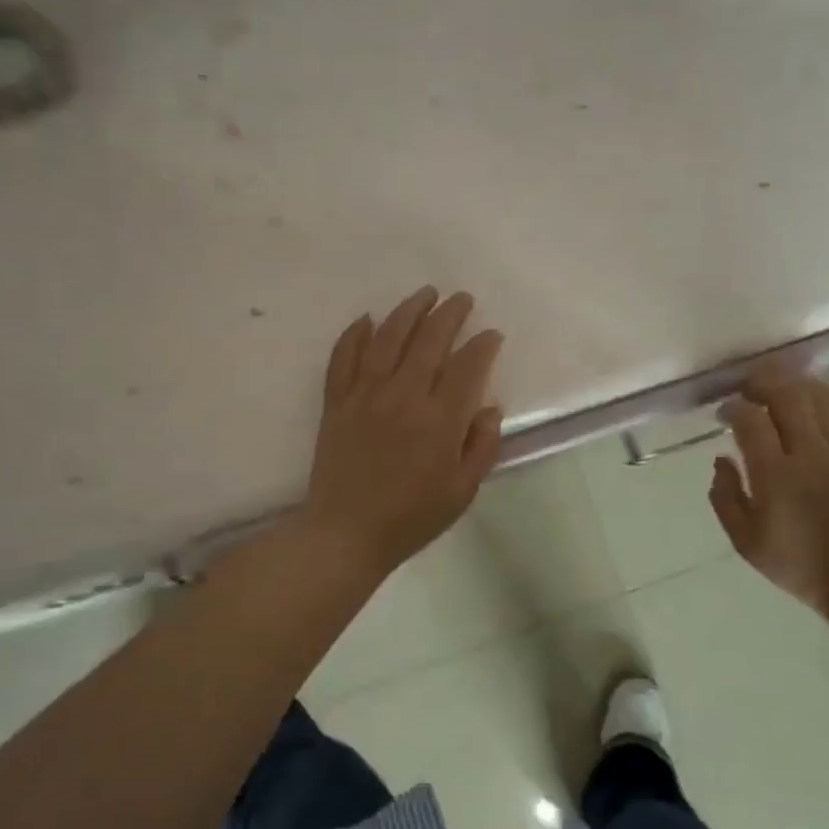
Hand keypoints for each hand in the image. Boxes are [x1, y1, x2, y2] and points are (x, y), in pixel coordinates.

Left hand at [300, 286, 504, 581]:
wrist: (346, 534)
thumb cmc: (411, 518)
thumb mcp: (462, 492)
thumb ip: (481, 447)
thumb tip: (489, 408)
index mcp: (439, 421)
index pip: (467, 367)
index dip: (483, 345)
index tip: (492, 334)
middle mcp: (403, 397)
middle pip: (429, 341)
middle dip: (449, 314)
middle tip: (461, 299)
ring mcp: (365, 396)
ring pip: (387, 339)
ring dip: (408, 311)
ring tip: (424, 294)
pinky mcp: (336, 402)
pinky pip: (343, 358)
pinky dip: (354, 335)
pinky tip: (366, 319)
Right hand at [708, 365, 828, 621]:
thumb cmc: (798, 564)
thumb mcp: (745, 541)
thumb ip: (725, 497)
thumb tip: (721, 460)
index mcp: (775, 475)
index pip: (751, 421)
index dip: (733, 408)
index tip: (723, 412)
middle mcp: (810, 454)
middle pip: (787, 397)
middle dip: (762, 382)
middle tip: (747, 386)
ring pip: (821, 397)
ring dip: (796, 383)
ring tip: (780, 384)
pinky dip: (828, 397)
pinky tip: (816, 398)